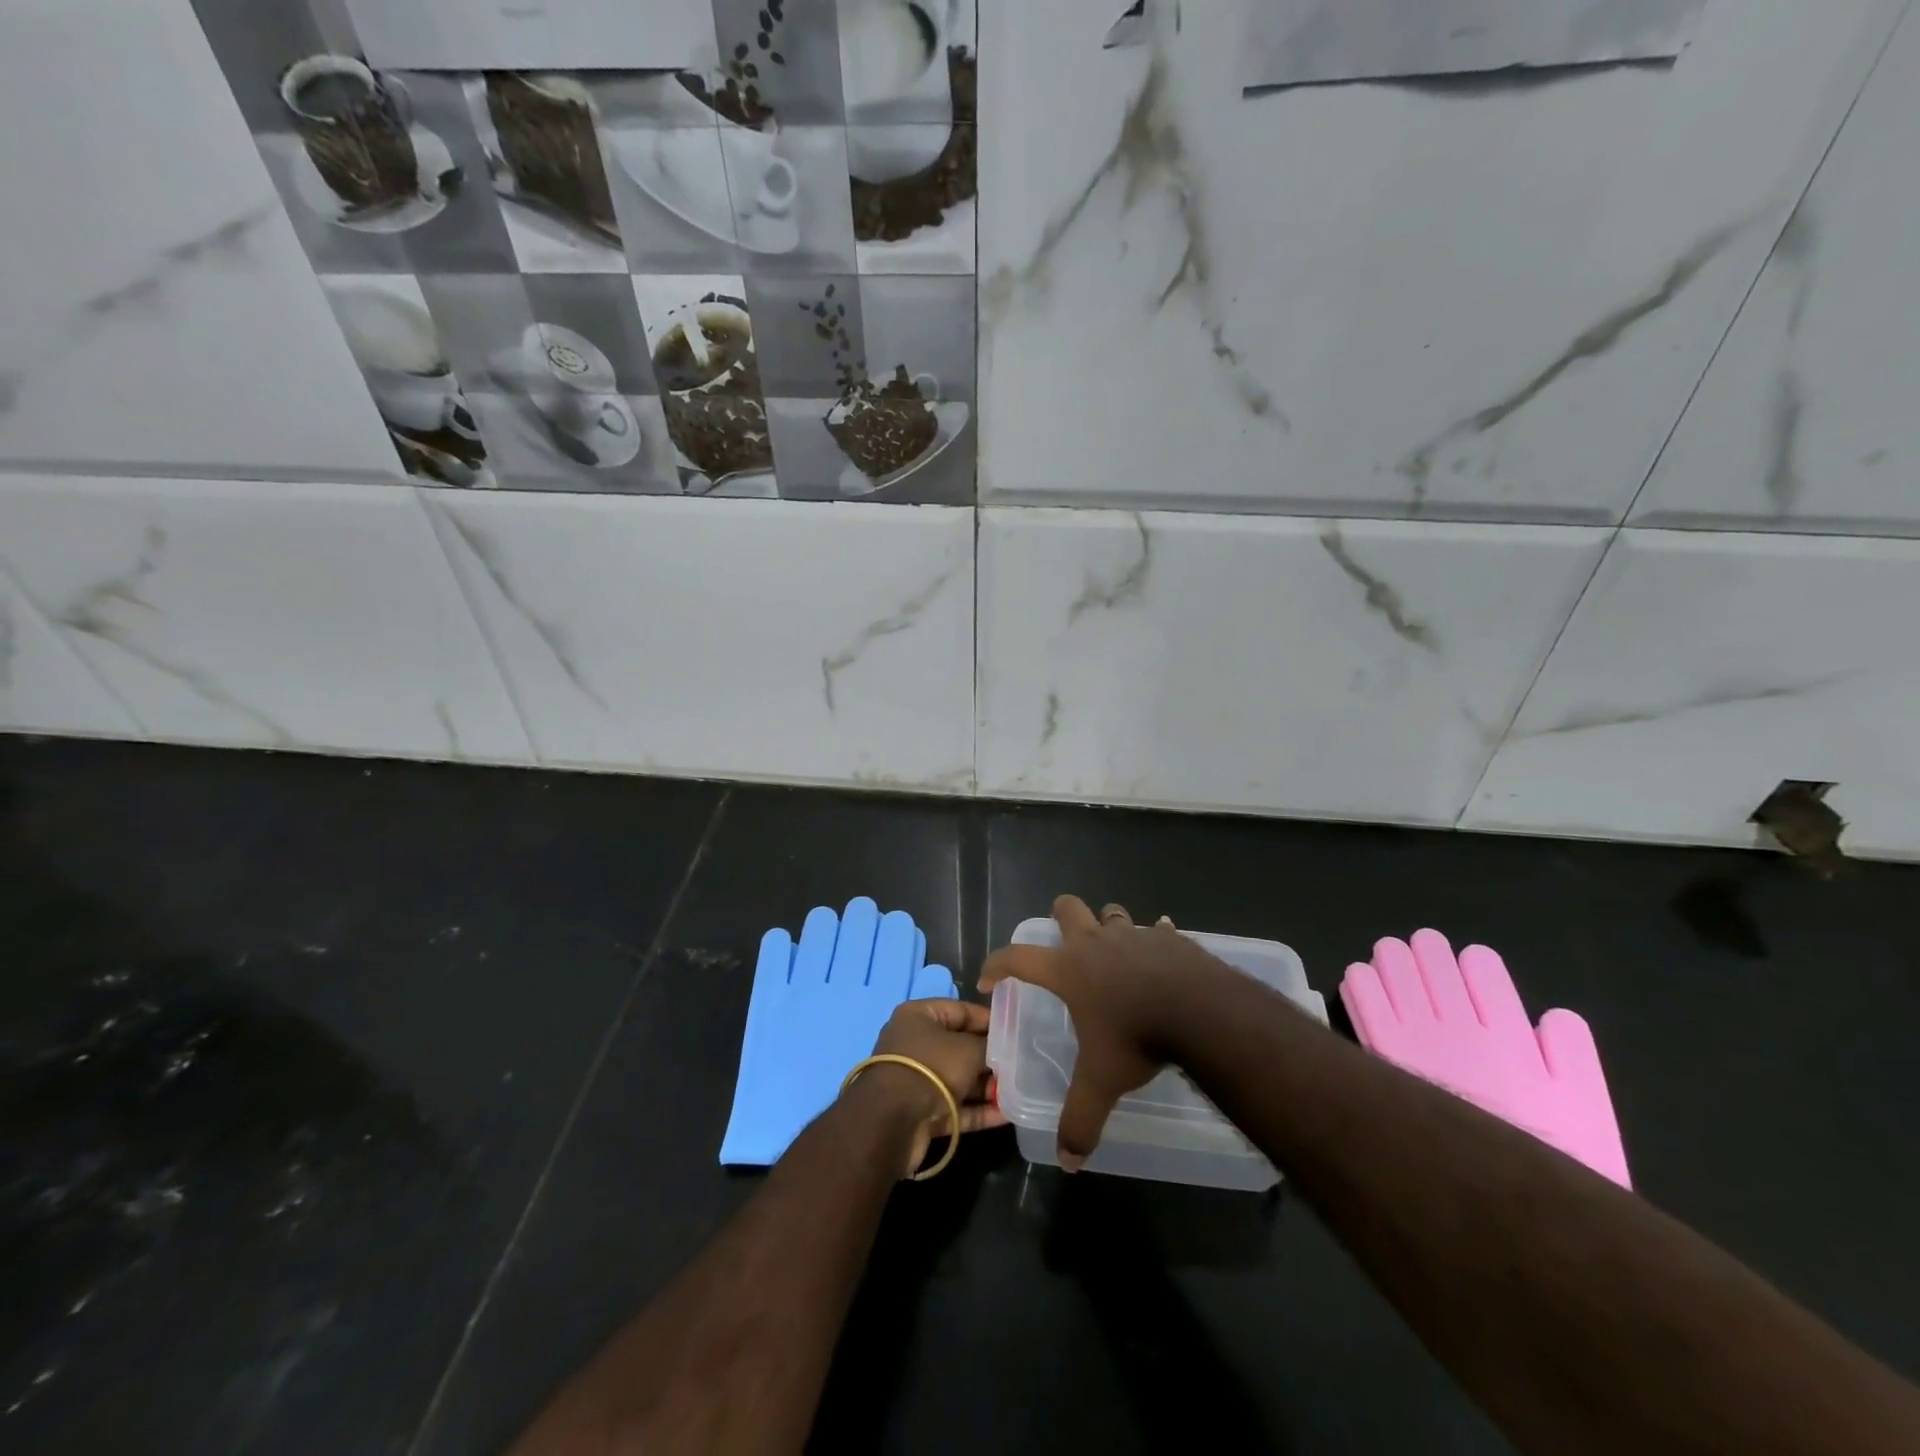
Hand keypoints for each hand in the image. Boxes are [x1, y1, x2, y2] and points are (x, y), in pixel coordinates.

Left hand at [856, 999, 1006, 1176]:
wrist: (892, 1122)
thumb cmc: (931, 1067)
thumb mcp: (967, 1050)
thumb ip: (989, 1047)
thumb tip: (1005, 1050)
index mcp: (919, 1016)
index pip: (961, 1010)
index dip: (989, 1019)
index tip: (1017, 1029)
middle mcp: (916, 1044)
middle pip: (961, 1046)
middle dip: (991, 1057)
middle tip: (1023, 1063)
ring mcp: (918, 1079)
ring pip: (959, 1079)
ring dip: (988, 1086)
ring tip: (1022, 1090)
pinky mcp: (922, 1112)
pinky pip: (956, 1106)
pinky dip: (979, 1110)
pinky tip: (1008, 1114)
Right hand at [978, 895, 1237, 1169]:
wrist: (1200, 1011)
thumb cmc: (1137, 1038)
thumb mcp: (1102, 1082)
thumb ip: (1080, 1119)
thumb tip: (1067, 1162)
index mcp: (1068, 970)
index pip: (1017, 958)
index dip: (996, 965)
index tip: (987, 979)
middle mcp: (1096, 943)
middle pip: (1067, 908)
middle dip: (1060, 916)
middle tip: (1062, 941)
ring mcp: (1134, 935)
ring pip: (1112, 914)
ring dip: (1108, 926)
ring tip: (1114, 950)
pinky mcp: (1168, 938)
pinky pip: (1157, 931)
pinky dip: (1155, 940)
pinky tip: (1162, 954)